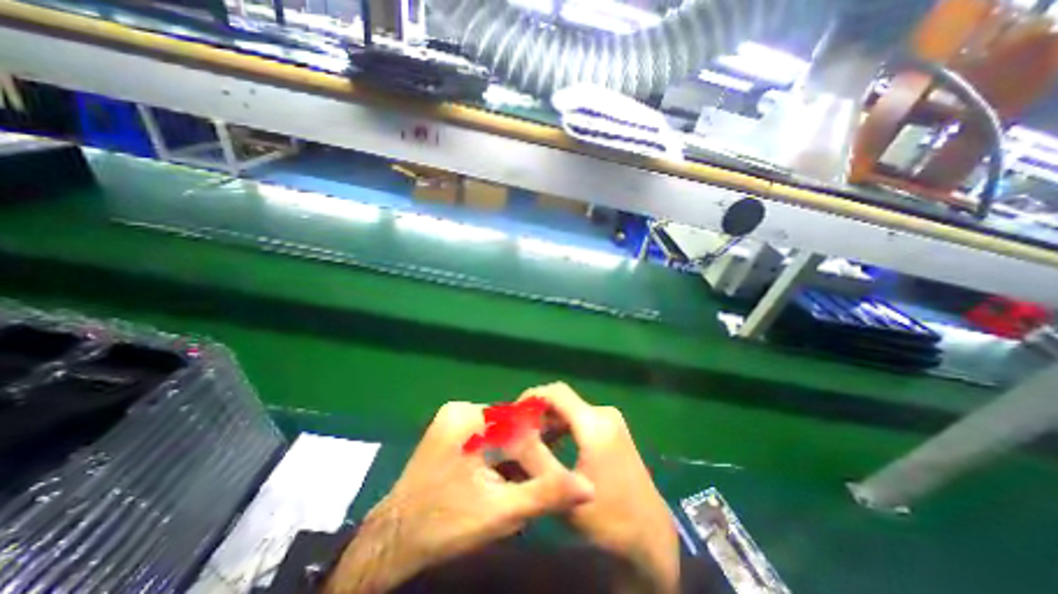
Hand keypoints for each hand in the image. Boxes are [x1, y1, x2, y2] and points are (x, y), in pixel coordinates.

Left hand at [327, 400, 594, 590]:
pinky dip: (497, 445)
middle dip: (527, 442)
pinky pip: (483, 430)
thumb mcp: (500, 512)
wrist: (395, 537)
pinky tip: (505, 465)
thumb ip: (545, 495)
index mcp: (471, 419)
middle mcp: (461, 408)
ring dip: (513, 444)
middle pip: (508, 421)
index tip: (560, 447)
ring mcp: (451, 416)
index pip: (520, 419)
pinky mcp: (447, 426)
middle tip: (544, 463)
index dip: (542, 435)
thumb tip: (588, 485)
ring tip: (528, 465)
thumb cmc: (447, 524)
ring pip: (497, 426)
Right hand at [520, 383, 676, 591]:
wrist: (650, 535)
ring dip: (549, 422)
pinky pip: (580, 419)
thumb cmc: (607, 518)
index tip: (512, 415)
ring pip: (570, 410)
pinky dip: (562, 427)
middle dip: (538, 413)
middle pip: (562, 400)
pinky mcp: (613, 430)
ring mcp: (611, 421)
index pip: (556, 392)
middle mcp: (604, 414)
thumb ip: (535, 457)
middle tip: (518, 434)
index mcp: (594, 424)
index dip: (531, 397)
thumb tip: (511, 432)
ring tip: (530, 443)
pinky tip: (551, 447)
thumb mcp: (564, 489)